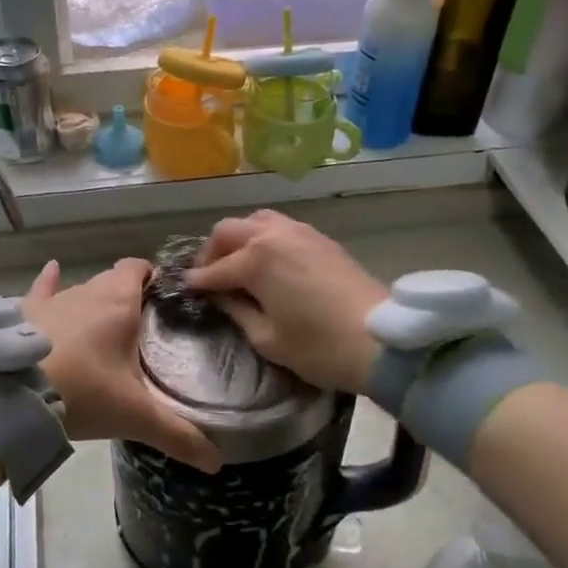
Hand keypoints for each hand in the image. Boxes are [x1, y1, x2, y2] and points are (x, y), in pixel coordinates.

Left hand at [22, 259, 221, 472]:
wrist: (12, 395)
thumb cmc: (83, 392)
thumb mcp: (135, 416)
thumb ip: (177, 435)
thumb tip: (217, 462)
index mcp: (120, 302)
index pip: (140, 268)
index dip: (154, 277)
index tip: (166, 299)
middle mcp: (87, 291)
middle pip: (114, 280)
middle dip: (128, 294)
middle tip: (143, 323)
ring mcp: (53, 300)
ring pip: (82, 289)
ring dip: (94, 300)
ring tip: (106, 323)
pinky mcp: (24, 313)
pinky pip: (41, 289)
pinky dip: (49, 282)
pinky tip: (52, 270)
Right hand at [182, 210, 387, 394]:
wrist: (381, 340)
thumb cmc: (319, 346)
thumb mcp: (267, 338)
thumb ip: (237, 312)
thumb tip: (221, 298)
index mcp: (255, 259)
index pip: (214, 269)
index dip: (197, 282)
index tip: (185, 290)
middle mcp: (273, 235)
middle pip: (228, 231)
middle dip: (212, 252)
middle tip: (209, 276)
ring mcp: (299, 232)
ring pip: (255, 220)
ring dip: (239, 238)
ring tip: (238, 263)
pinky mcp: (320, 238)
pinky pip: (280, 226)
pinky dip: (263, 237)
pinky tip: (267, 261)